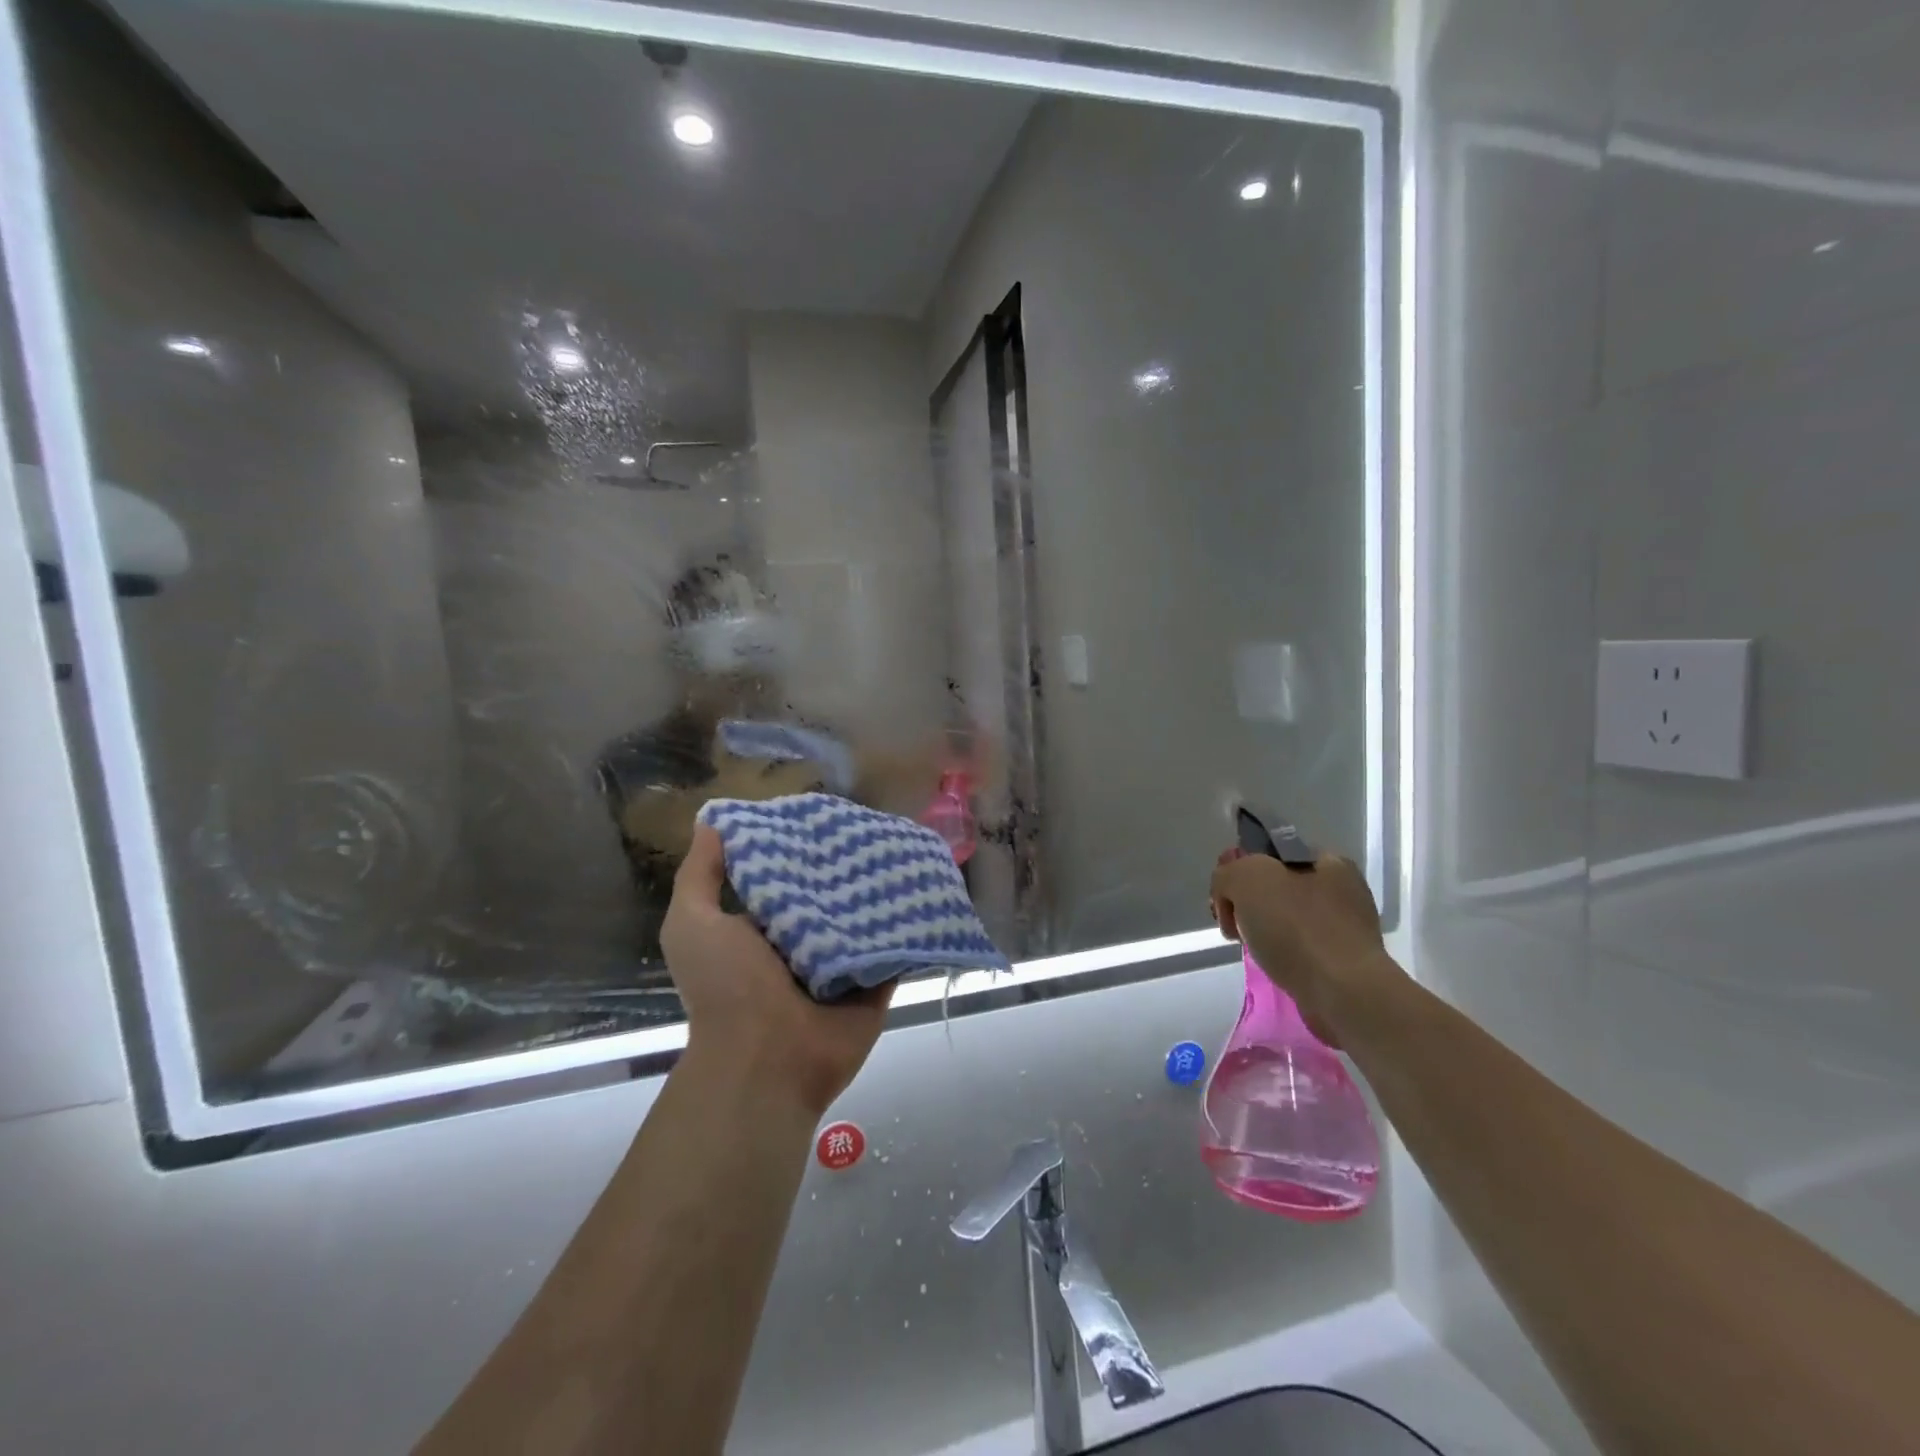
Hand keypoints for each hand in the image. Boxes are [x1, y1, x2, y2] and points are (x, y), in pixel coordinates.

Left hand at [663, 826, 892, 1115]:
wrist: (767, 1061)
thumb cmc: (726, 987)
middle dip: (849, 863)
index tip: (825, 812)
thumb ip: (701, 876)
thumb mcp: (693, 924)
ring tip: (908, 844)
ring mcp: (843, 963)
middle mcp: (804, 942)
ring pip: (868, 914)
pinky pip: (898, 943)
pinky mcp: (876, 979)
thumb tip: (711, 823)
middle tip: (877, 823)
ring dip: (884, 887)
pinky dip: (912, 921)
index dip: (802, 846)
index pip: (788, 875)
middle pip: (832, 892)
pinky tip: (929, 885)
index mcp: (763, 928)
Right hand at [1209, 846, 1404, 1046]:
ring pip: (1285, 920)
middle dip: (1246, 903)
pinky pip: (1299, 948)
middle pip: (1274, 887)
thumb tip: (1228, 892)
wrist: (1342, 992)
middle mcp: (1342, 889)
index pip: (1270, 854)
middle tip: (1231, 925)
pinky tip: (1273, 964)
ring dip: (1261, 930)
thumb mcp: (1246, 878)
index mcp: (1328, 860)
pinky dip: (1280, 954)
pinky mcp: (1343, 963)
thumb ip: (1227, 873)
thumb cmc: (1296, 927)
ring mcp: (1345, 928)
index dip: (1240, 870)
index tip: (1226, 897)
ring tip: (1250, 948)